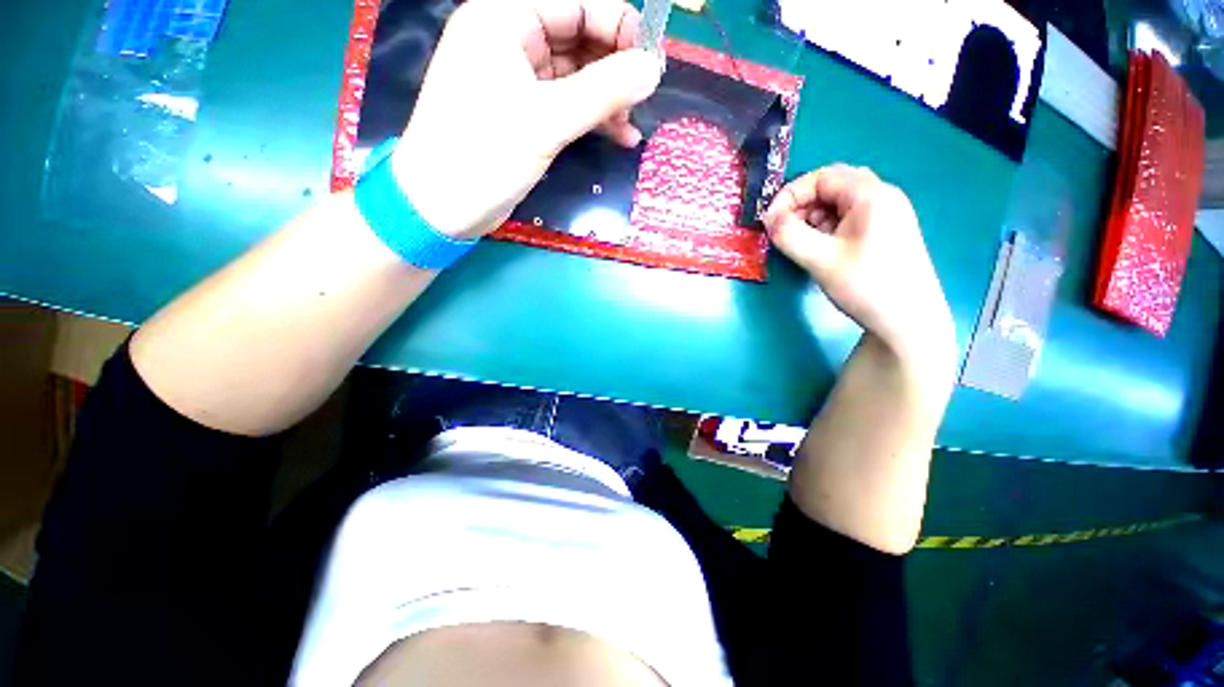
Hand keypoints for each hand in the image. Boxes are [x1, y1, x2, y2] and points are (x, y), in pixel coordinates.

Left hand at [392, 0, 661, 238]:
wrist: (442, 208)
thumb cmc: (483, 156)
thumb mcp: (546, 121)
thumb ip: (603, 92)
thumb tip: (653, 69)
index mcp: (504, 17)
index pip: (577, 0)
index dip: (618, 25)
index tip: (651, 63)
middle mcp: (510, 38)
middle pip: (578, 34)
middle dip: (615, 65)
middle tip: (644, 98)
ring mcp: (517, 78)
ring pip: (576, 73)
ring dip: (607, 97)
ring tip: (631, 127)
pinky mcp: (524, 113)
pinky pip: (567, 103)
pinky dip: (593, 117)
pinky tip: (619, 137)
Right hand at [763, 165, 955, 370]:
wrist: (908, 322)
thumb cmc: (866, 286)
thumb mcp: (820, 260)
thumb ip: (789, 235)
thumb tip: (768, 218)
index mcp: (871, 195)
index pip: (822, 177)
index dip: (791, 195)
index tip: (770, 220)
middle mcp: (881, 198)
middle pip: (832, 186)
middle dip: (801, 206)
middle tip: (783, 231)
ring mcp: (885, 216)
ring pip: (838, 204)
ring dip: (812, 218)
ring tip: (798, 243)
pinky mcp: (882, 234)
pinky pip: (847, 220)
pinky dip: (825, 228)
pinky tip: (818, 249)